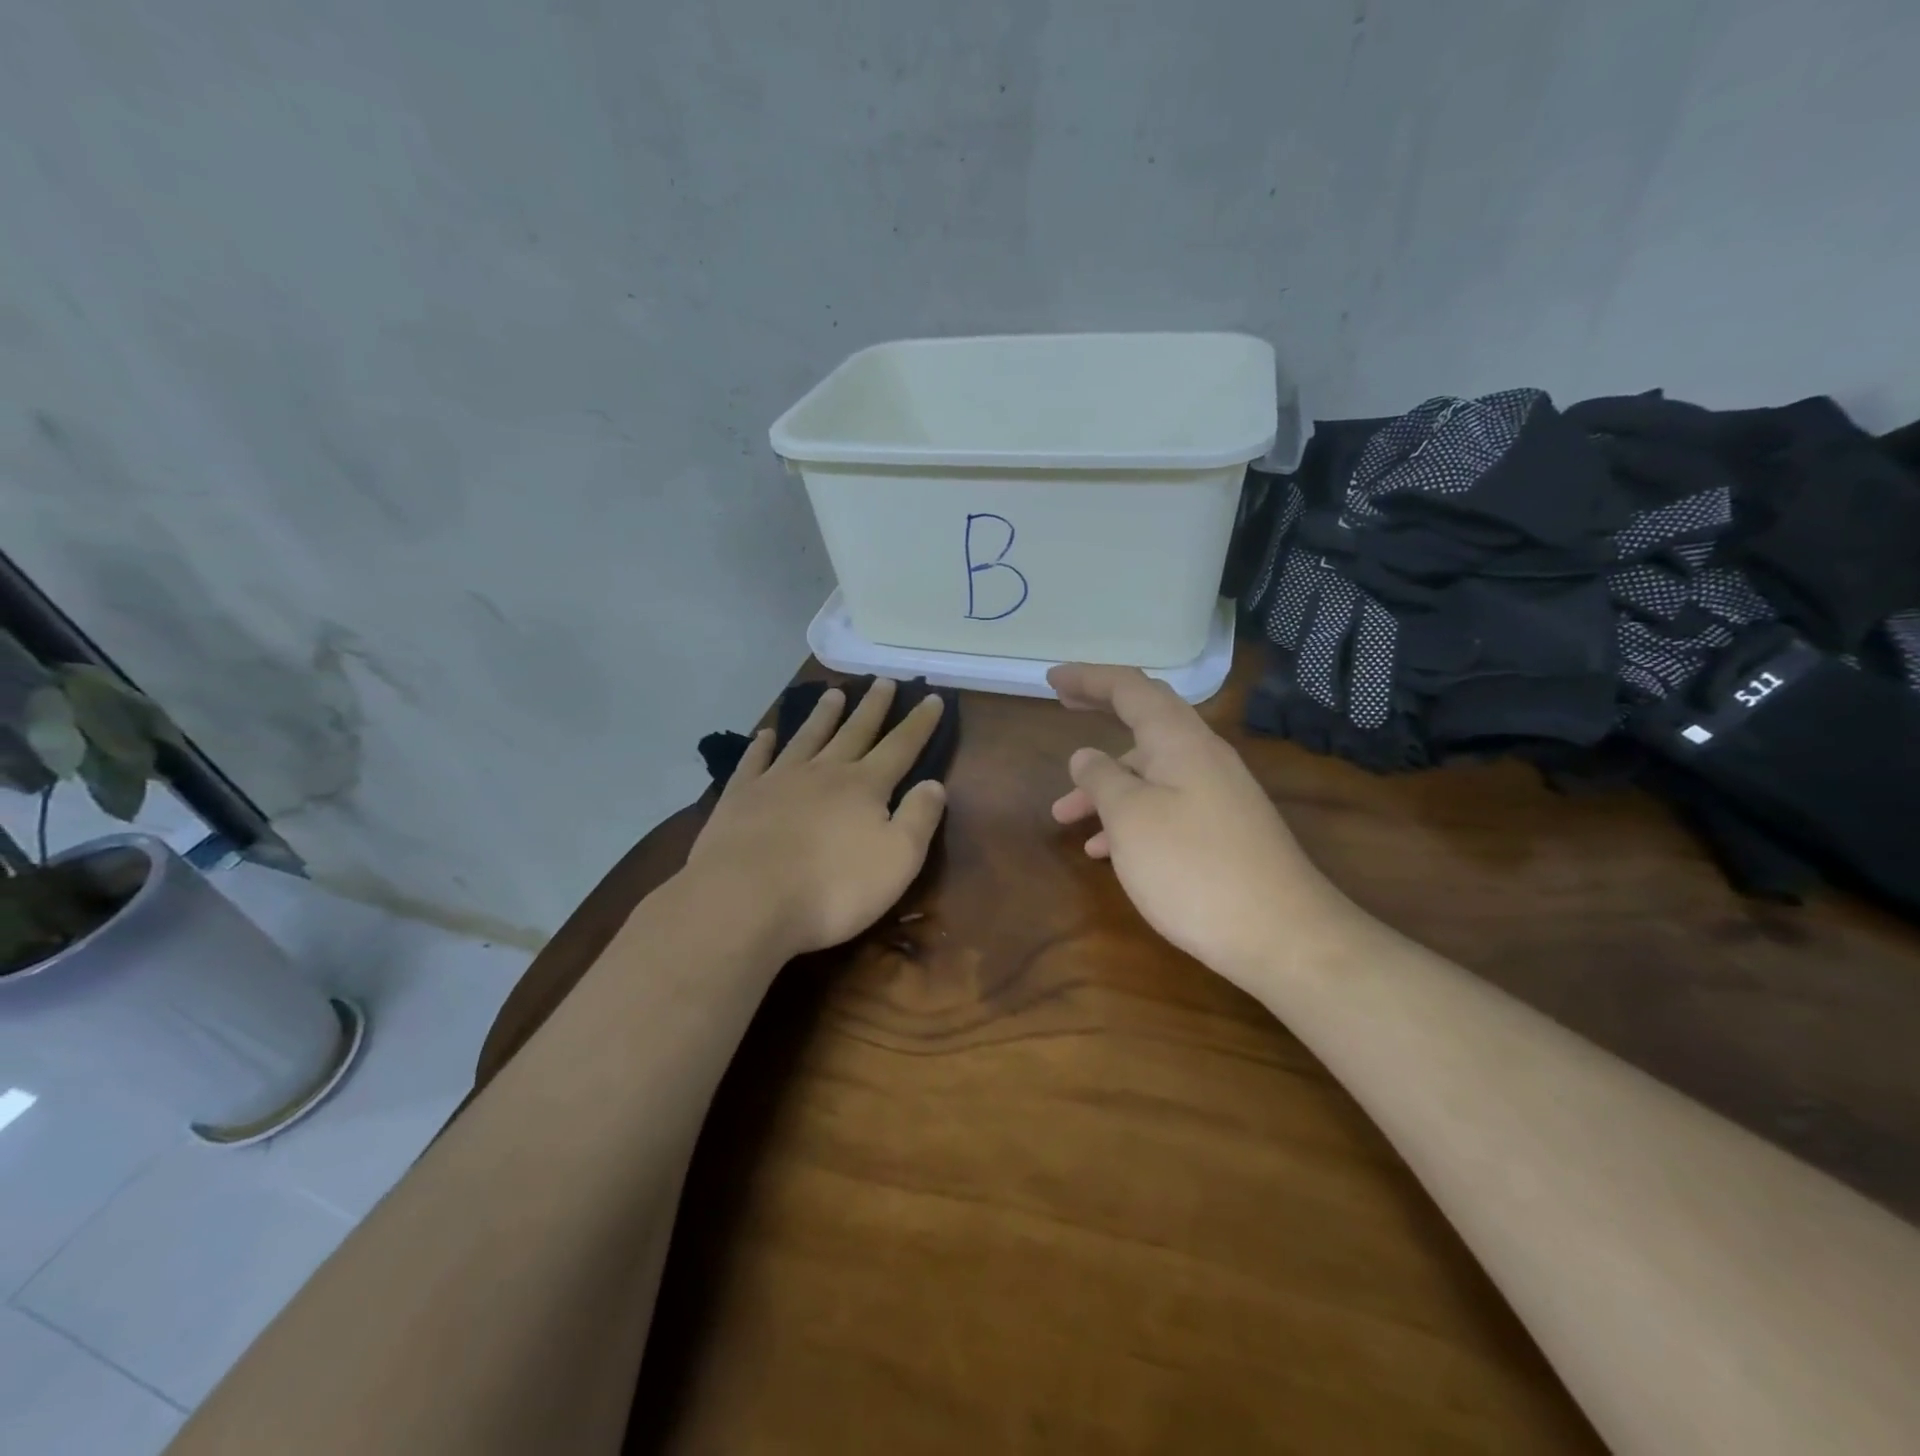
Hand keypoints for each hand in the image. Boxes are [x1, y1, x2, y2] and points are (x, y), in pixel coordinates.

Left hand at [684, 679, 947, 959]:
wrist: (747, 900)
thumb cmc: (833, 888)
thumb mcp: (898, 860)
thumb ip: (919, 818)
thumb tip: (934, 784)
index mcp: (864, 786)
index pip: (900, 746)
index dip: (919, 723)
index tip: (931, 697)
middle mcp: (824, 772)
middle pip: (854, 732)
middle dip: (873, 707)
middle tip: (883, 681)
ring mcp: (778, 780)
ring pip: (807, 738)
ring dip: (823, 715)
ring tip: (834, 692)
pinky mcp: (741, 797)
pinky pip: (754, 761)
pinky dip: (761, 745)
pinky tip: (765, 734)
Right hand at [1048, 664, 1340, 986]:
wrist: (1282, 935)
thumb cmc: (1193, 868)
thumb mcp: (1130, 818)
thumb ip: (1101, 779)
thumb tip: (1086, 756)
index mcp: (1179, 740)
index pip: (1131, 688)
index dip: (1089, 678)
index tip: (1053, 678)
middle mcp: (1202, 756)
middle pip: (1145, 720)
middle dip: (1102, 712)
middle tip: (1062, 706)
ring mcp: (1217, 794)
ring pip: (1151, 771)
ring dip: (1106, 784)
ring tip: (1064, 816)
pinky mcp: (1223, 830)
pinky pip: (1166, 805)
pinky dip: (1131, 816)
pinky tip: (1106, 850)